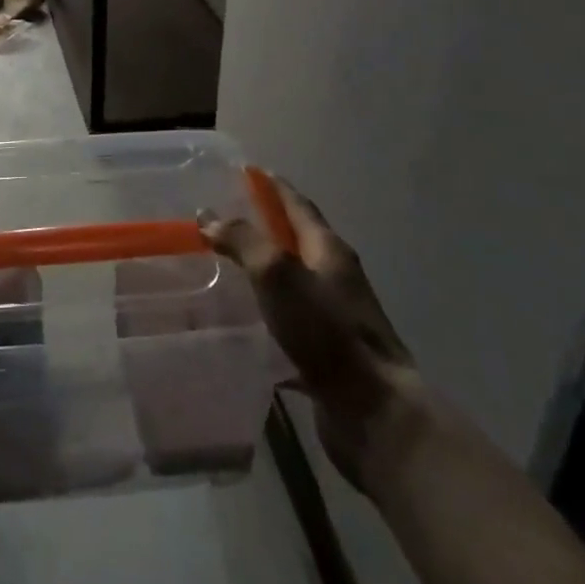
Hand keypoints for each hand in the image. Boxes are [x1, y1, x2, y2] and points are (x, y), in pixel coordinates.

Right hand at [199, 174, 423, 493]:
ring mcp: (333, 317)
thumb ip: (243, 241)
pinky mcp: (327, 354)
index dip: (273, 186)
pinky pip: (290, 322)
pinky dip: (267, 314)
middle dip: (265, 226)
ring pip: (292, 282)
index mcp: (328, 250)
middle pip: (296, 240)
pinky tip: (242, 323)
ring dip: (263, 271)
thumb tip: (210, 217)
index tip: (249, 171)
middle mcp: (334, 277)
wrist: (374, 412)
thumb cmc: (327, 331)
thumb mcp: (278, 273)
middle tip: (225, 218)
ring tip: (225, 267)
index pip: (298, 205)